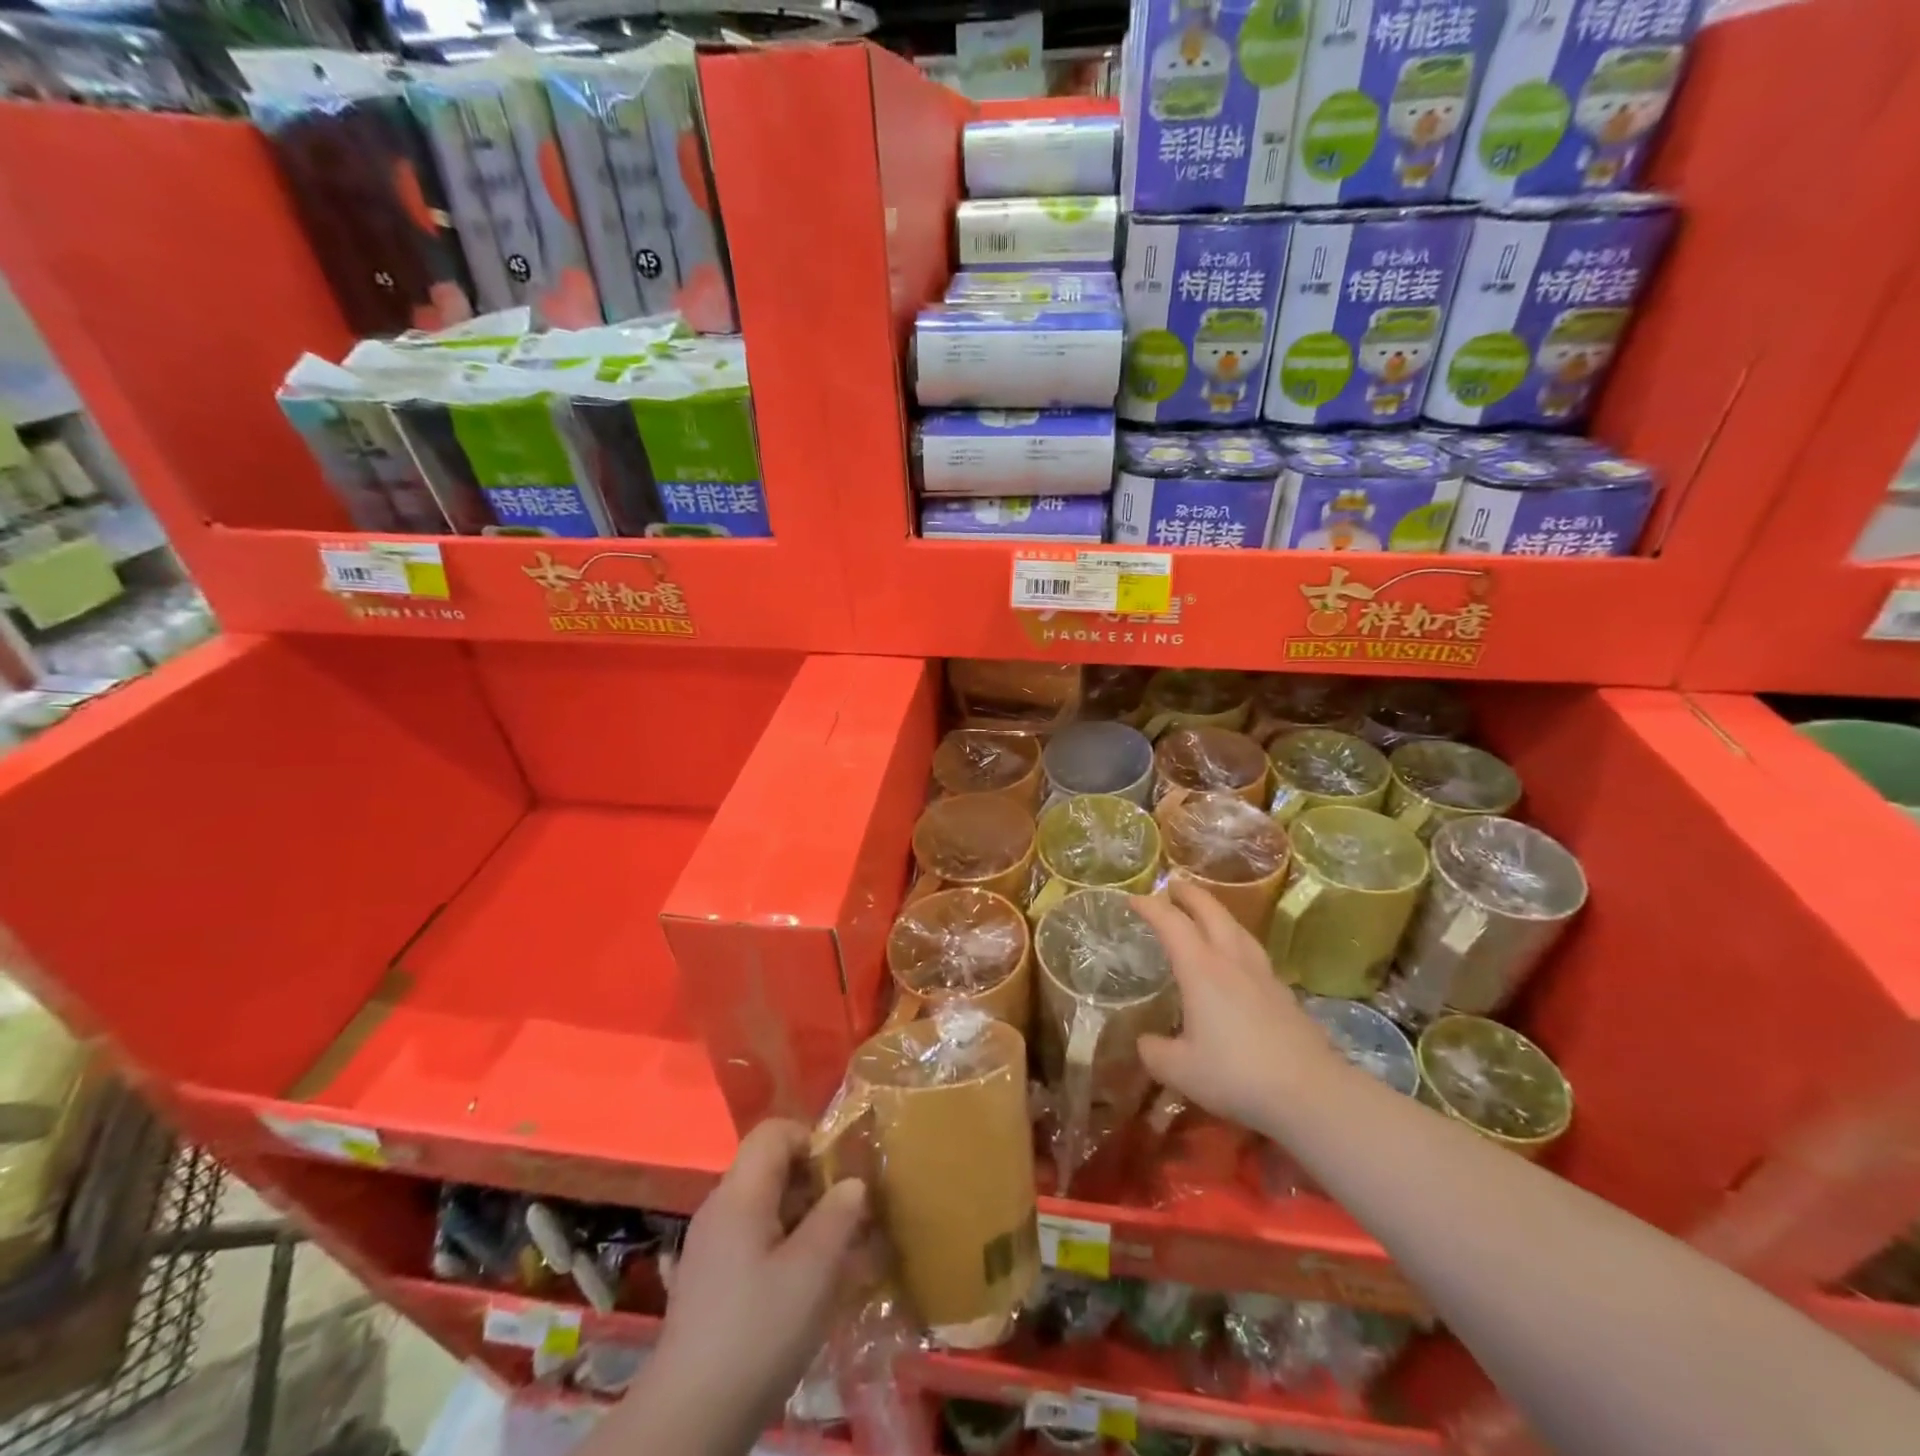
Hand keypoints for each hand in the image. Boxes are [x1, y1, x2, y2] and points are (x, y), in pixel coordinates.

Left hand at [642, 1120, 867, 1450]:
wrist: (688, 1422)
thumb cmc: (757, 1333)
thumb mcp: (813, 1272)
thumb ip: (839, 1216)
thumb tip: (852, 1183)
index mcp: (739, 1193)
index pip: (774, 1132)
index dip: (812, 1140)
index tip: (842, 1176)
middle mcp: (719, 1208)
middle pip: (770, 1168)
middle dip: (813, 1184)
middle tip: (847, 1221)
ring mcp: (709, 1246)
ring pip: (764, 1207)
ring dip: (802, 1219)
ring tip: (833, 1258)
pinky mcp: (707, 1281)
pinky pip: (751, 1240)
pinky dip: (782, 1248)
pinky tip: (801, 1290)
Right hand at [1131, 879, 1340, 1132]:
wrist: (1310, 1092)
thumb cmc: (1235, 1074)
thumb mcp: (1178, 1070)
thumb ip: (1154, 1052)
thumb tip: (1146, 1042)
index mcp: (1201, 969)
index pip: (1171, 923)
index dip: (1150, 906)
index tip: (1133, 899)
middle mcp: (1231, 961)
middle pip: (1211, 911)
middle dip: (1189, 894)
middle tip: (1172, 887)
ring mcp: (1262, 974)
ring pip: (1237, 927)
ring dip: (1217, 913)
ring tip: (1205, 914)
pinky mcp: (1283, 993)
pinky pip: (1253, 952)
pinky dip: (1236, 941)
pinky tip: (1236, 961)